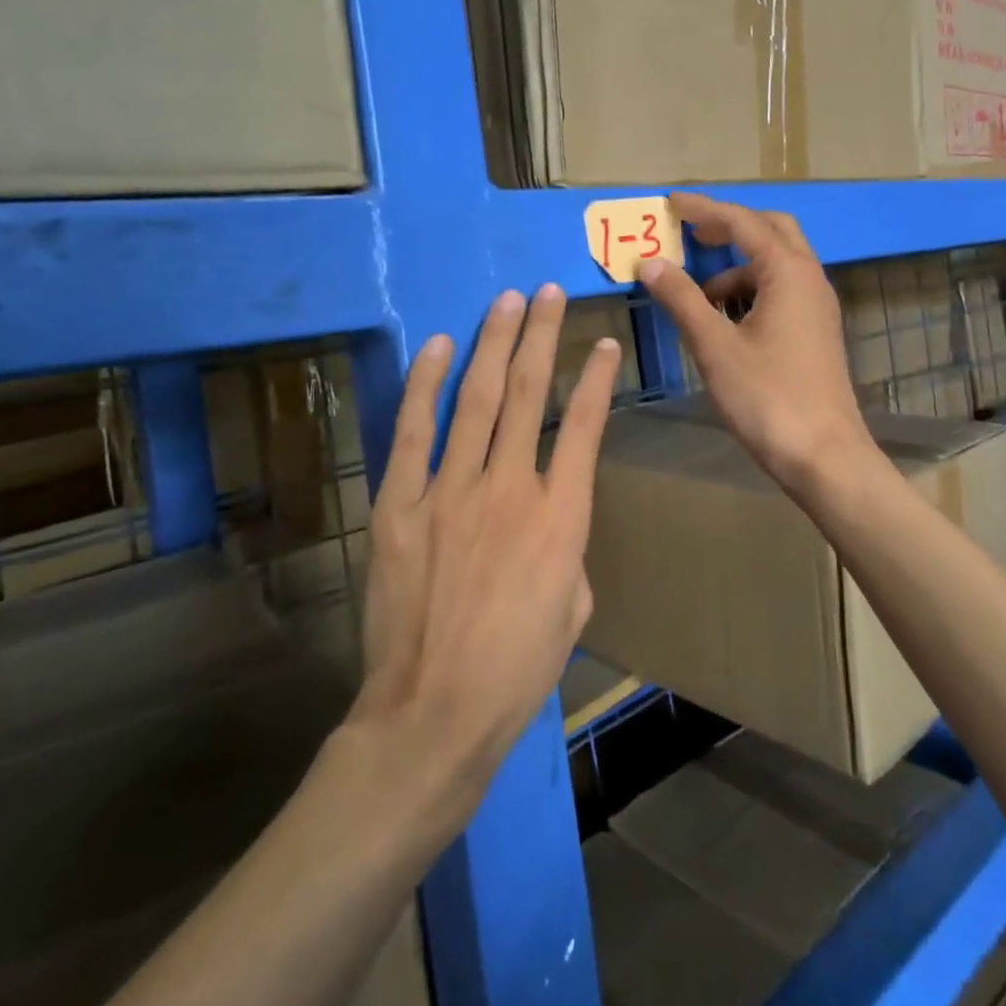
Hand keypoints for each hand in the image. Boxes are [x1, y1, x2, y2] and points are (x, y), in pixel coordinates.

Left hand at [353, 285, 621, 805]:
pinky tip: (441, 346)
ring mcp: (451, 491)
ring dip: (495, 344)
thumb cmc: (517, 669)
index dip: (598, 379)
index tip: (604, 342)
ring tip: (507, 301)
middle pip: (530, 394)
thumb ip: (567, 547)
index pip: (586, 427)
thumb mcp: (574, 607)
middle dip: (542, 336)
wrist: (434, 713)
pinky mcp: (401, 504)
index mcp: (562, 517)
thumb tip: (546, 516)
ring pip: (478, 399)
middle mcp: (510, 488)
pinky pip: (414, 431)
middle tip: (549, 292)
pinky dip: (427, 384)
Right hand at [639, 192, 874, 495]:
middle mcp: (809, 278)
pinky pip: (781, 291)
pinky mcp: (815, 331)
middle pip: (770, 230)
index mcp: (788, 272)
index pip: (741, 222)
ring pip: (776, 264)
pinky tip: (723, 320)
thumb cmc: (767, 397)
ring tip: (697, 292)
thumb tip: (650, 262)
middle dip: (729, 227)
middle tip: (690, 233)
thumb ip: (681, 299)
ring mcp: (817, 306)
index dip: (703, 209)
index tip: (670, 201)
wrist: (823, 456)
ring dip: (737, 265)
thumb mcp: (715, 346)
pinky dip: (750, 291)